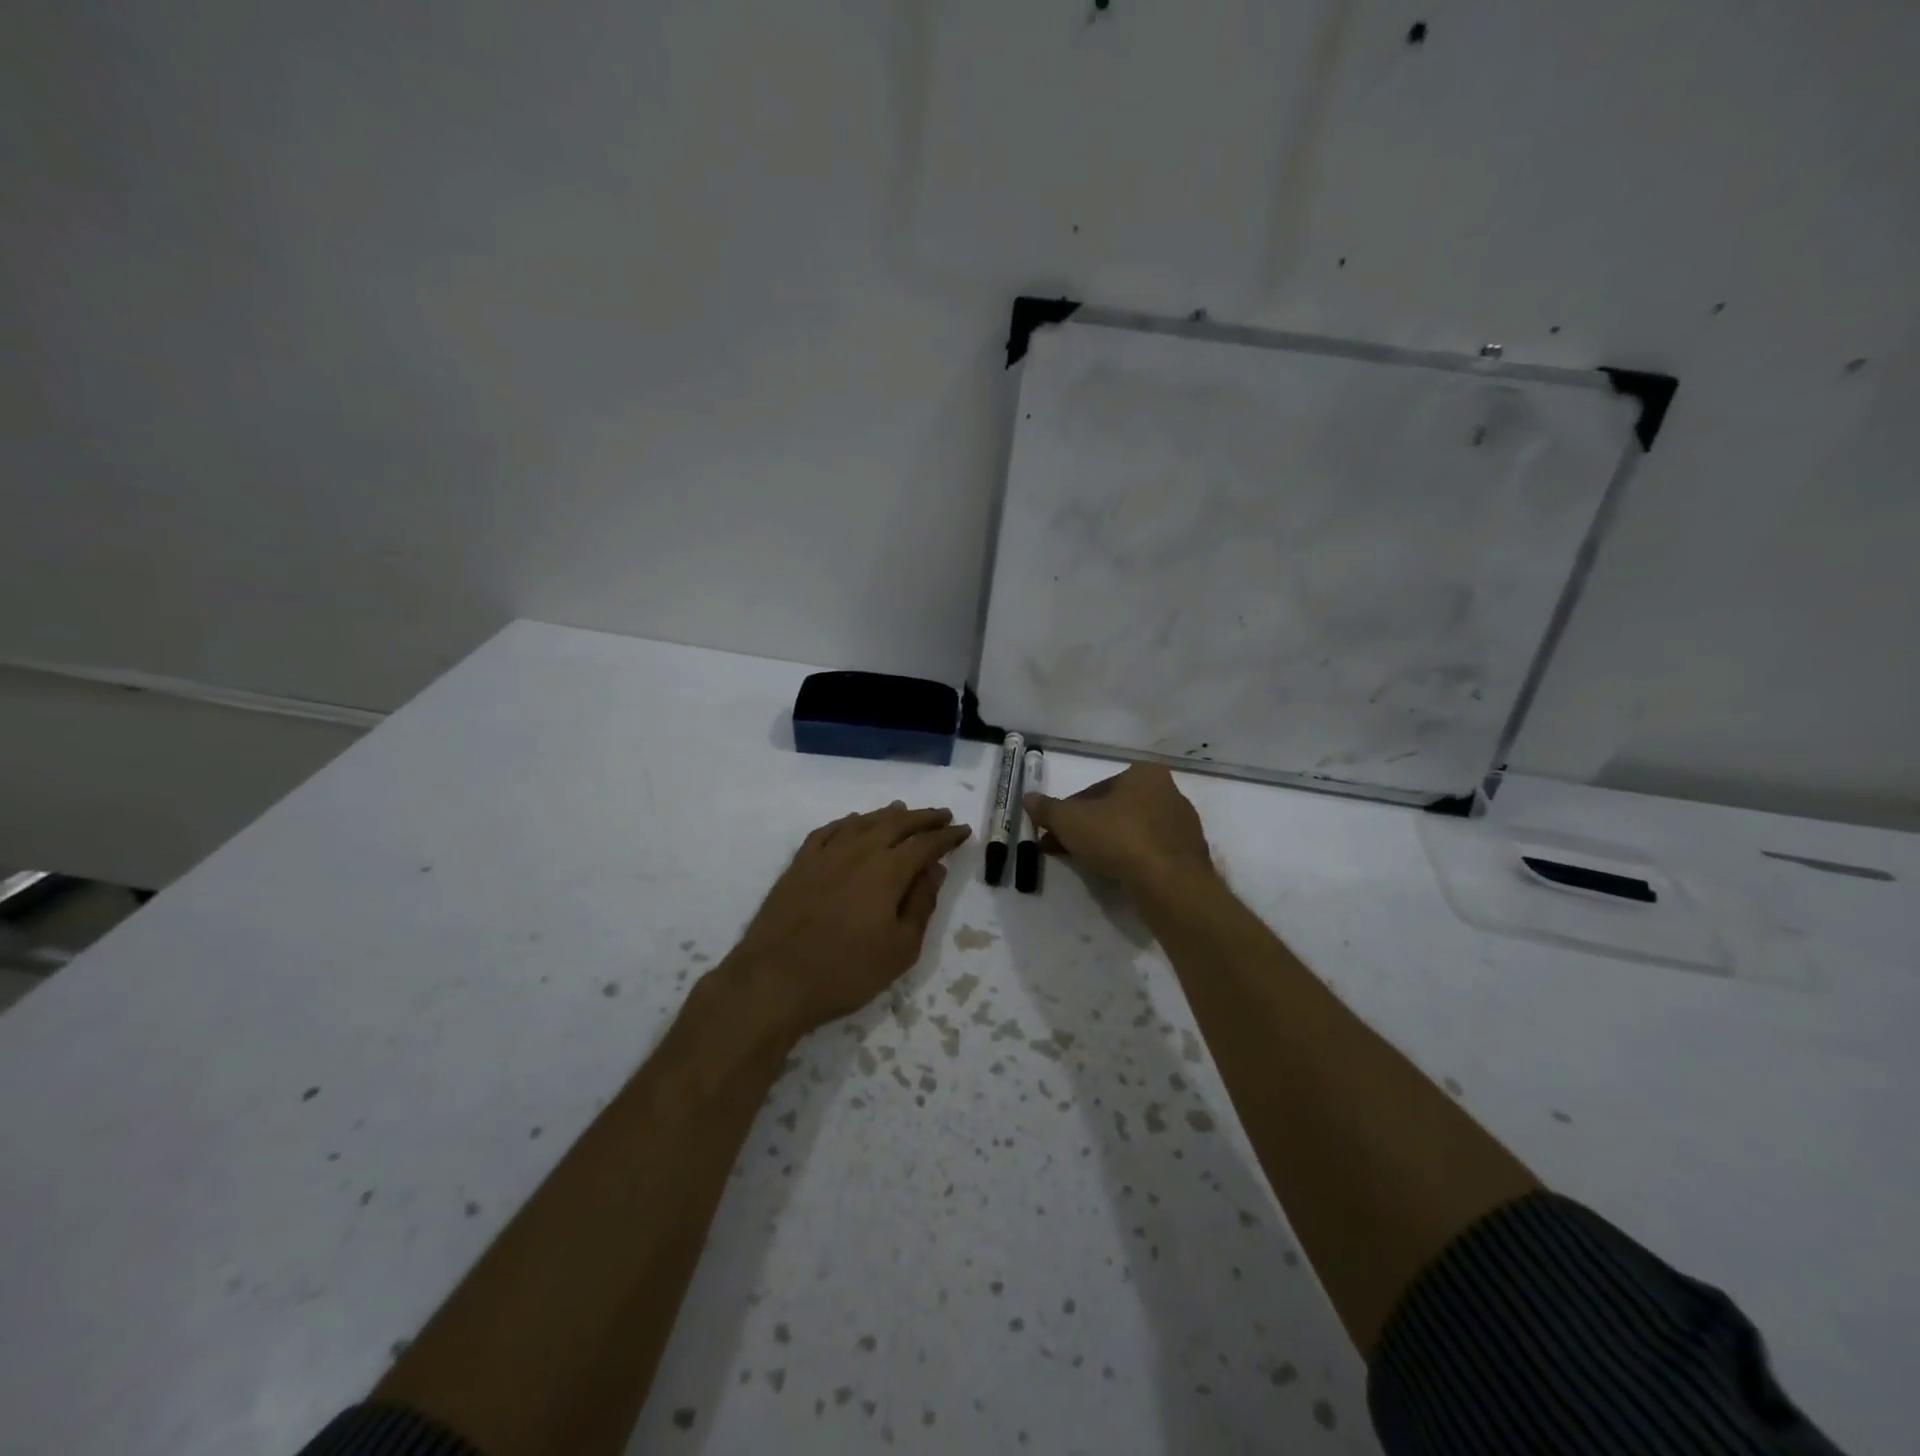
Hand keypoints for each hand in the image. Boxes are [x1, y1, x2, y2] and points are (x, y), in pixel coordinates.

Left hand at [728, 802, 970, 1036]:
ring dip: (887, 814)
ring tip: (903, 810)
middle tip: (942, 815)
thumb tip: (934, 870)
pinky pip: (829, 831)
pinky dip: (847, 822)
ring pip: (862, 822)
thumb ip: (921, 904)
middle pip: (897, 823)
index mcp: (888, 870)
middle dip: (923, 818)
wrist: (775, 979)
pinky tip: (853, 823)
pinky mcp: (799, 864)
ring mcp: (825, 854)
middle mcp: (859, 851)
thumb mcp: (900, 948)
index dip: (947, 836)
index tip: (963, 831)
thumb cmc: (847, 970)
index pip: (926, 844)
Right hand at [1023, 765, 1212, 892]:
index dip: (1069, 812)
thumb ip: (1047, 808)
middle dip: (1087, 828)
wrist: (1168, 882)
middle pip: (1115, 810)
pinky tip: (1116, 876)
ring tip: (1087, 865)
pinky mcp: (1189, 855)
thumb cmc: (1118, 838)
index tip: (1054, 832)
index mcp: (1144, 774)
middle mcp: (1169, 792)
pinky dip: (1132, 859)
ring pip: (1133, 831)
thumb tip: (1027, 797)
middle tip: (1064, 849)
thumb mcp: (1070, 820)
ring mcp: (1183, 825)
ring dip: (1108, 844)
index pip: (1096, 790)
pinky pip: (1151, 852)